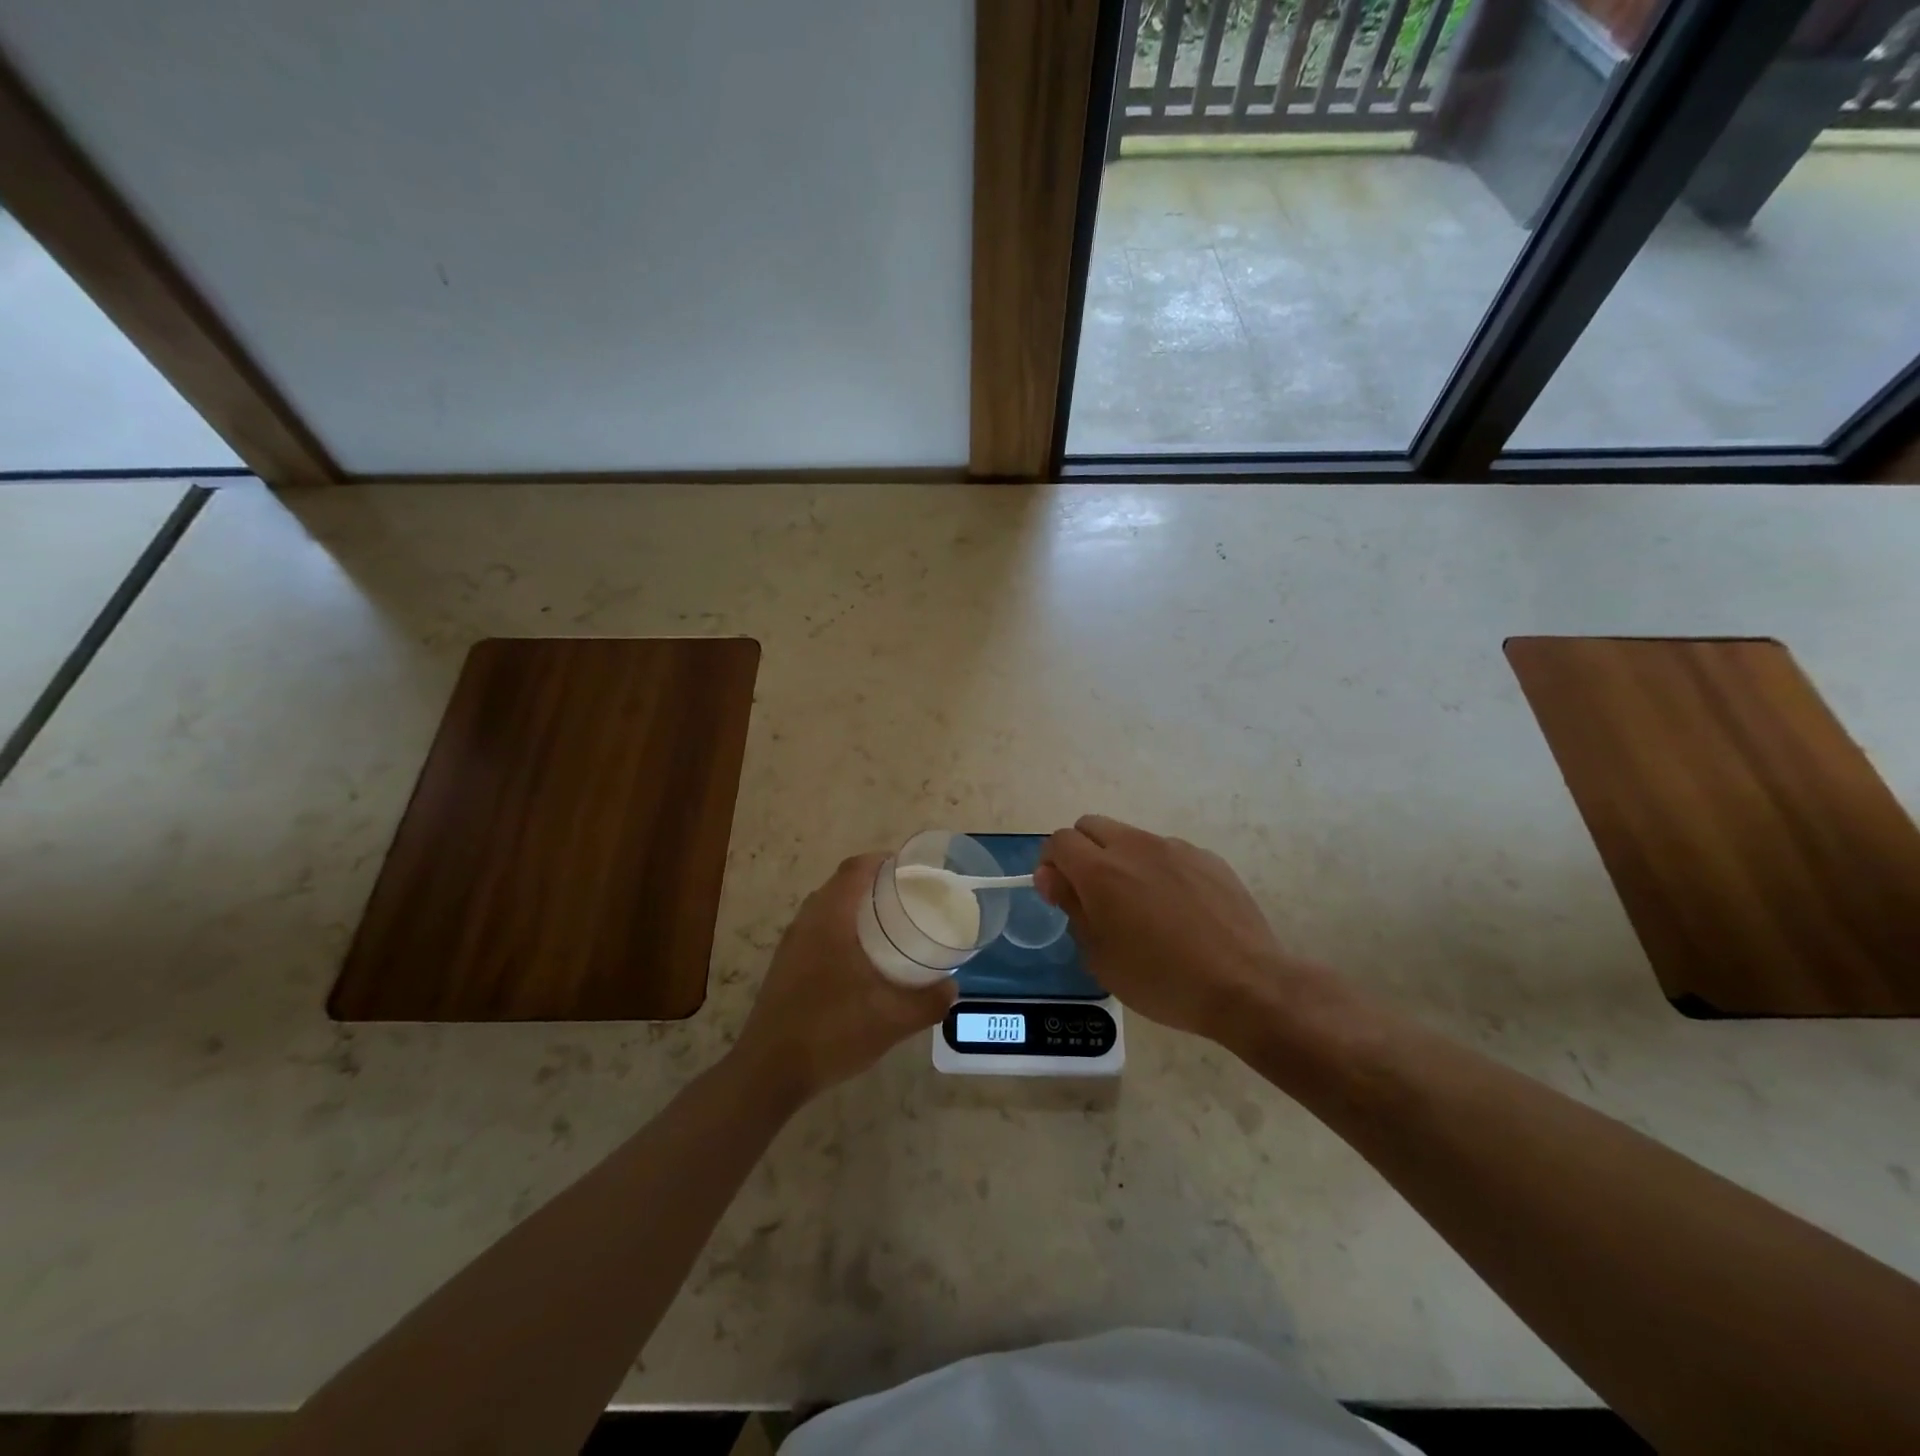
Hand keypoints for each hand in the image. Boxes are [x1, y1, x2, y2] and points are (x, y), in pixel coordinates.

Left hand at [733, 853, 955, 1100]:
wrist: (769, 1072)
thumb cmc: (831, 1032)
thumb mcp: (892, 1020)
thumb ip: (929, 1001)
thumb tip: (952, 987)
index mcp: (830, 919)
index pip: (855, 869)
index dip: (882, 861)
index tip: (911, 869)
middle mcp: (806, 922)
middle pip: (841, 885)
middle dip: (874, 884)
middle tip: (908, 898)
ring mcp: (791, 945)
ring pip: (827, 909)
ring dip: (856, 908)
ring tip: (890, 926)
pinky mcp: (784, 966)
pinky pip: (817, 931)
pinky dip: (842, 929)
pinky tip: (861, 961)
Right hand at [1037, 815, 1333, 1047]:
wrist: (1244, 984)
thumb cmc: (1161, 979)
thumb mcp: (1100, 955)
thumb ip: (1071, 906)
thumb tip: (1051, 875)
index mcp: (1101, 871)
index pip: (1059, 841)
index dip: (1052, 863)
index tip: (1060, 893)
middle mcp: (1135, 847)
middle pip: (1091, 826)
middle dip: (1082, 851)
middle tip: (1093, 895)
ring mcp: (1175, 848)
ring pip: (1131, 838)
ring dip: (1122, 860)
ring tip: (1142, 906)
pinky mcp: (1207, 857)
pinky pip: (1168, 853)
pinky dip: (1159, 871)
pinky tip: (1179, 911)